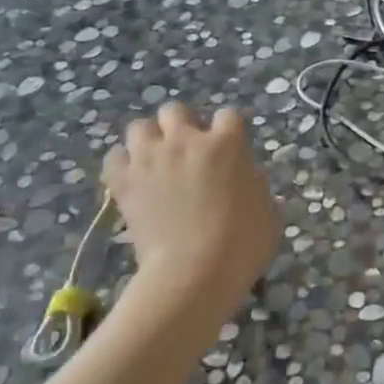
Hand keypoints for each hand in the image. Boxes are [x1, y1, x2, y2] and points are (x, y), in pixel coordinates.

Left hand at [102, 103, 280, 325]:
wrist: (193, 273)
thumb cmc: (242, 244)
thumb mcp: (268, 211)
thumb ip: (255, 184)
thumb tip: (245, 177)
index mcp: (227, 143)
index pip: (228, 115)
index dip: (229, 131)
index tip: (230, 150)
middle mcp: (186, 141)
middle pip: (176, 111)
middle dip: (182, 125)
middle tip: (189, 151)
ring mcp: (151, 159)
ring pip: (139, 127)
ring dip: (149, 140)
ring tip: (156, 162)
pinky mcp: (124, 182)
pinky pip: (115, 158)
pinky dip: (123, 165)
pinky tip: (134, 181)